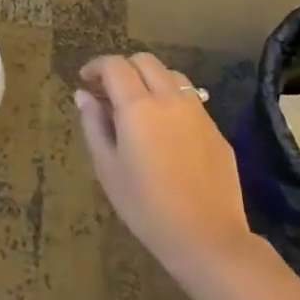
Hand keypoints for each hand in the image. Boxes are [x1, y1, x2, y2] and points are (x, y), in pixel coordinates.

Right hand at [77, 54, 254, 278]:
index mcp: (138, 106)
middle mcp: (170, 100)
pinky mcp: (216, 131)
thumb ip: (94, 125)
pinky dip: (170, 101)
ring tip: (137, 106)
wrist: (208, 239)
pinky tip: (164, 132)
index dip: (96, 67)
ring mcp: (198, 113)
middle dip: (123, 68)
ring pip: (172, 76)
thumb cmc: (146, 206)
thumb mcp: (107, 167)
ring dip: (150, 80)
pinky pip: (190, 101)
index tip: (85, 82)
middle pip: (145, 61)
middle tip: (108, 93)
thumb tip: (83, 95)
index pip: (114, 66)